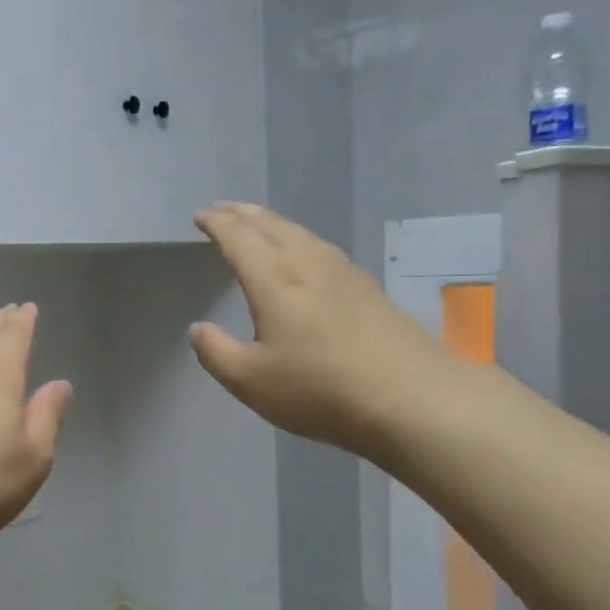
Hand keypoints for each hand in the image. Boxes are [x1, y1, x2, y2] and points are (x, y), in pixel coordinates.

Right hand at [188, 203, 454, 461]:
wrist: (411, 399)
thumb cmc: (320, 389)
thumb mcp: (251, 381)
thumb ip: (216, 353)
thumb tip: (198, 330)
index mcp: (274, 280)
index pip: (239, 238)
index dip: (216, 223)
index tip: (200, 216)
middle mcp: (309, 264)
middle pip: (271, 225)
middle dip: (243, 214)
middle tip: (223, 210)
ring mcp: (345, 273)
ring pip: (301, 233)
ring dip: (273, 223)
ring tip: (259, 224)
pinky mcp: (369, 288)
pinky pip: (322, 248)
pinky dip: (299, 240)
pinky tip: (306, 255)